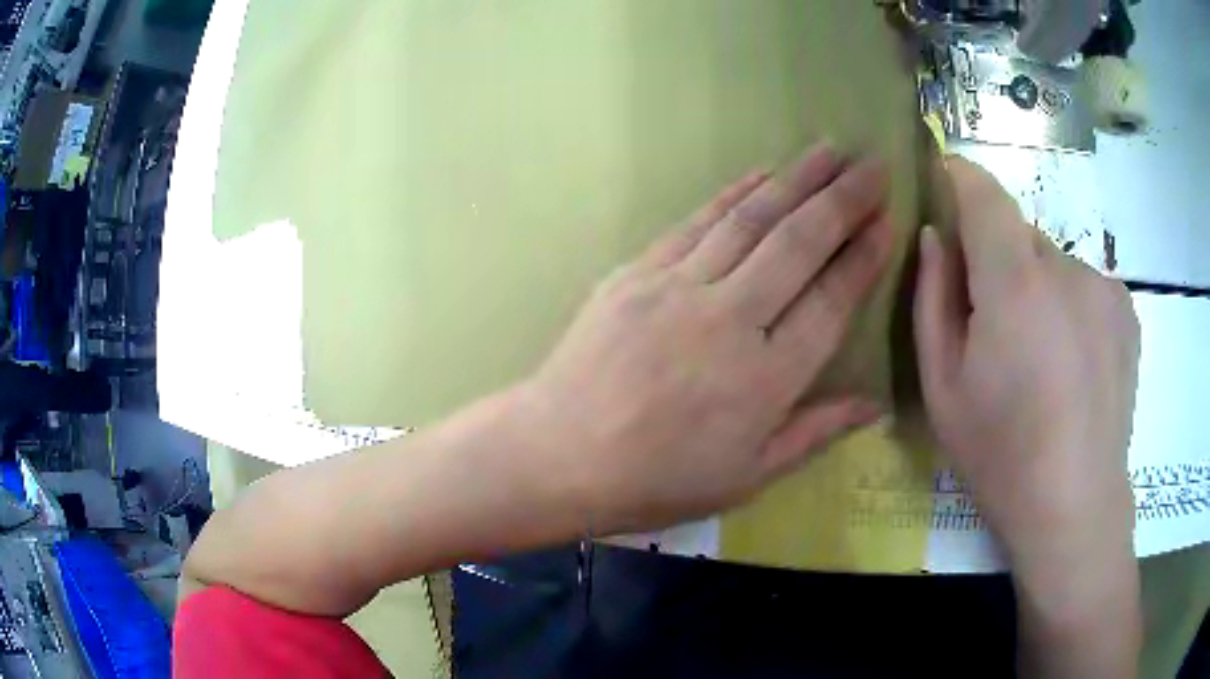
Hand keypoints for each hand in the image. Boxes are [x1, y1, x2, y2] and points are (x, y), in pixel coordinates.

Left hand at [520, 144, 893, 533]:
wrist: (558, 454)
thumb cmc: (657, 480)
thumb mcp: (747, 477)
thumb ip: (815, 433)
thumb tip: (874, 404)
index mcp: (767, 380)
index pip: (832, 301)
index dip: (864, 257)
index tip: (887, 221)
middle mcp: (731, 320)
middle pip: (799, 244)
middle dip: (844, 199)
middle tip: (874, 165)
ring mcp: (680, 288)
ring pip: (752, 220)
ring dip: (796, 179)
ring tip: (830, 151)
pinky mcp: (638, 272)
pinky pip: (697, 222)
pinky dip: (734, 193)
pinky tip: (763, 172)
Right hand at [914, 158, 1140, 673]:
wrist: (1075, 507)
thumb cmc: (1001, 455)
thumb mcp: (943, 387)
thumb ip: (933, 300)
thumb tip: (935, 237)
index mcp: (1015, 283)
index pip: (982, 192)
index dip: (958, 176)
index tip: (942, 179)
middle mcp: (1065, 267)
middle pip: (1019, 236)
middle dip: (1000, 264)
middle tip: (997, 329)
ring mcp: (1103, 286)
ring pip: (1054, 265)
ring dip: (1038, 292)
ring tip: (1041, 360)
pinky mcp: (1125, 308)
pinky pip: (1085, 287)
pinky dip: (1071, 308)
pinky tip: (1074, 365)